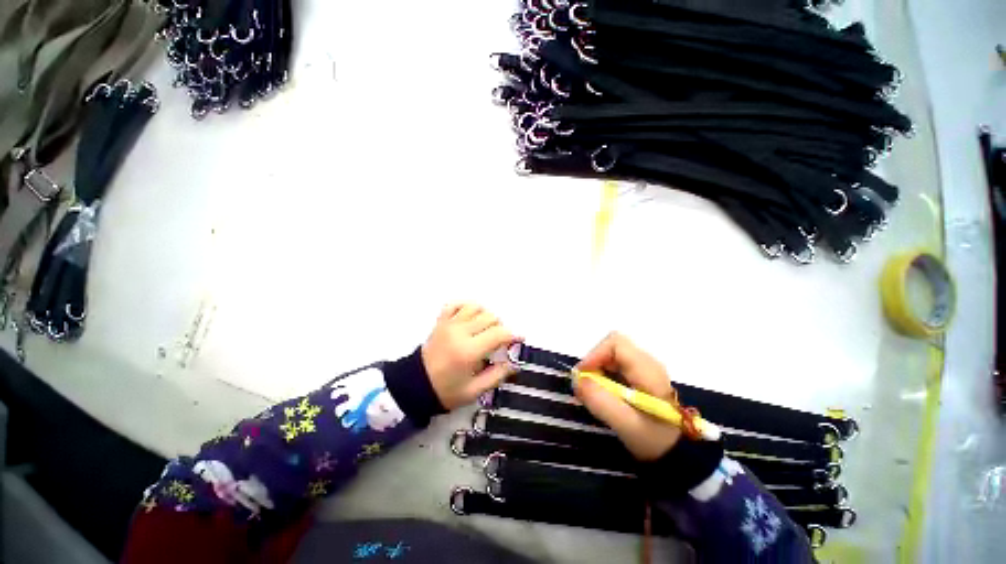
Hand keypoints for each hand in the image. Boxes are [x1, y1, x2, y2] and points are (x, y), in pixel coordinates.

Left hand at [422, 303, 519, 409]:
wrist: (416, 385)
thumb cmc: (446, 391)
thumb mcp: (474, 391)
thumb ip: (497, 375)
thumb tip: (515, 363)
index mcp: (469, 351)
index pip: (499, 333)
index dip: (513, 335)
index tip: (519, 340)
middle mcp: (460, 332)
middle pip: (490, 317)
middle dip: (500, 327)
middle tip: (499, 341)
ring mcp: (449, 324)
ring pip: (476, 307)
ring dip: (485, 316)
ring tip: (485, 330)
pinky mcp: (441, 321)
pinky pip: (456, 304)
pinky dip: (466, 307)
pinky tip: (471, 318)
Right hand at [574, 332, 680, 460]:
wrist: (679, 455)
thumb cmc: (655, 440)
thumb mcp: (626, 424)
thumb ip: (600, 401)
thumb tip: (577, 379)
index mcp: (647, 369)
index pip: (615, 343)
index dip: (595, 354)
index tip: (583, 374)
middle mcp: (647, 363)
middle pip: (611, 347)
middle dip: (594, 362)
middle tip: (585, 385)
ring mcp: (645, 369)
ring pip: (612, 356)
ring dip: (597, 369)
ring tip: (592, 392)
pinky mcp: (641, 377)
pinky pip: (616, 366)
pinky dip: (604, 375)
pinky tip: (604, 395)